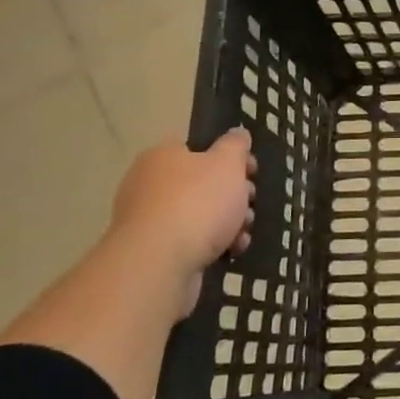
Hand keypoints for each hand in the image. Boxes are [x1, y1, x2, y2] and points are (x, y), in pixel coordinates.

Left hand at [102, 128, 255, 321]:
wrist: (160, 265)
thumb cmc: (197, 203)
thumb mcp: (227, 163)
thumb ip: (235, 145)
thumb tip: (238, 133)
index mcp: (162, 156)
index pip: (198, 148)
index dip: (229, 157)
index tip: (251, 171)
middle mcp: (148, 185)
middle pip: (201, 184)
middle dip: (233, 194)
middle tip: (250, 202)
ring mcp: (148, 222)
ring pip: (199, 215)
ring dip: (228, 223)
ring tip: (243, 233)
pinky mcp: (153, 254)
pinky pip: (190, 243)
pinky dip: (212, 246)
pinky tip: (230, 252)